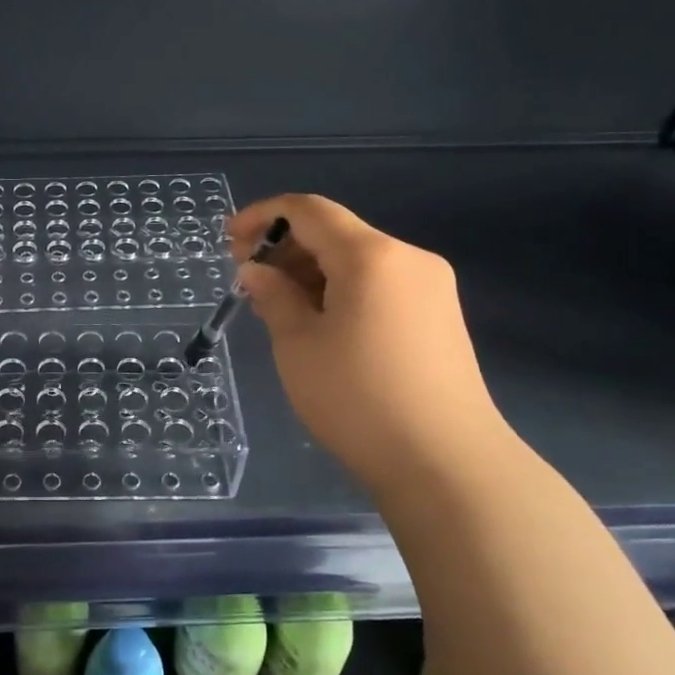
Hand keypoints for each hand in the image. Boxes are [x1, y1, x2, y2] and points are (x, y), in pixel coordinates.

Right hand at [229, 195, 513, 502]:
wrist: (446, 463)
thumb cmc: (358, 398)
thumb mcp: (298, 345)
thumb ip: (273, 296)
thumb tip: (256, 270)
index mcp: (371, 255)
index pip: (309, 210)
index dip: (263, 216)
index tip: (228, 241)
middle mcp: (407, 258)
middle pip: (336, 233)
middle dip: (286, 248)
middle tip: (249, 282)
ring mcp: (430, 287)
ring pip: (358, 261)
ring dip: (312, 272)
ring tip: (278, 309)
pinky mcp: (439, 316)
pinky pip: (379, 285)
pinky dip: (341, 291)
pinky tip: (319, 325)